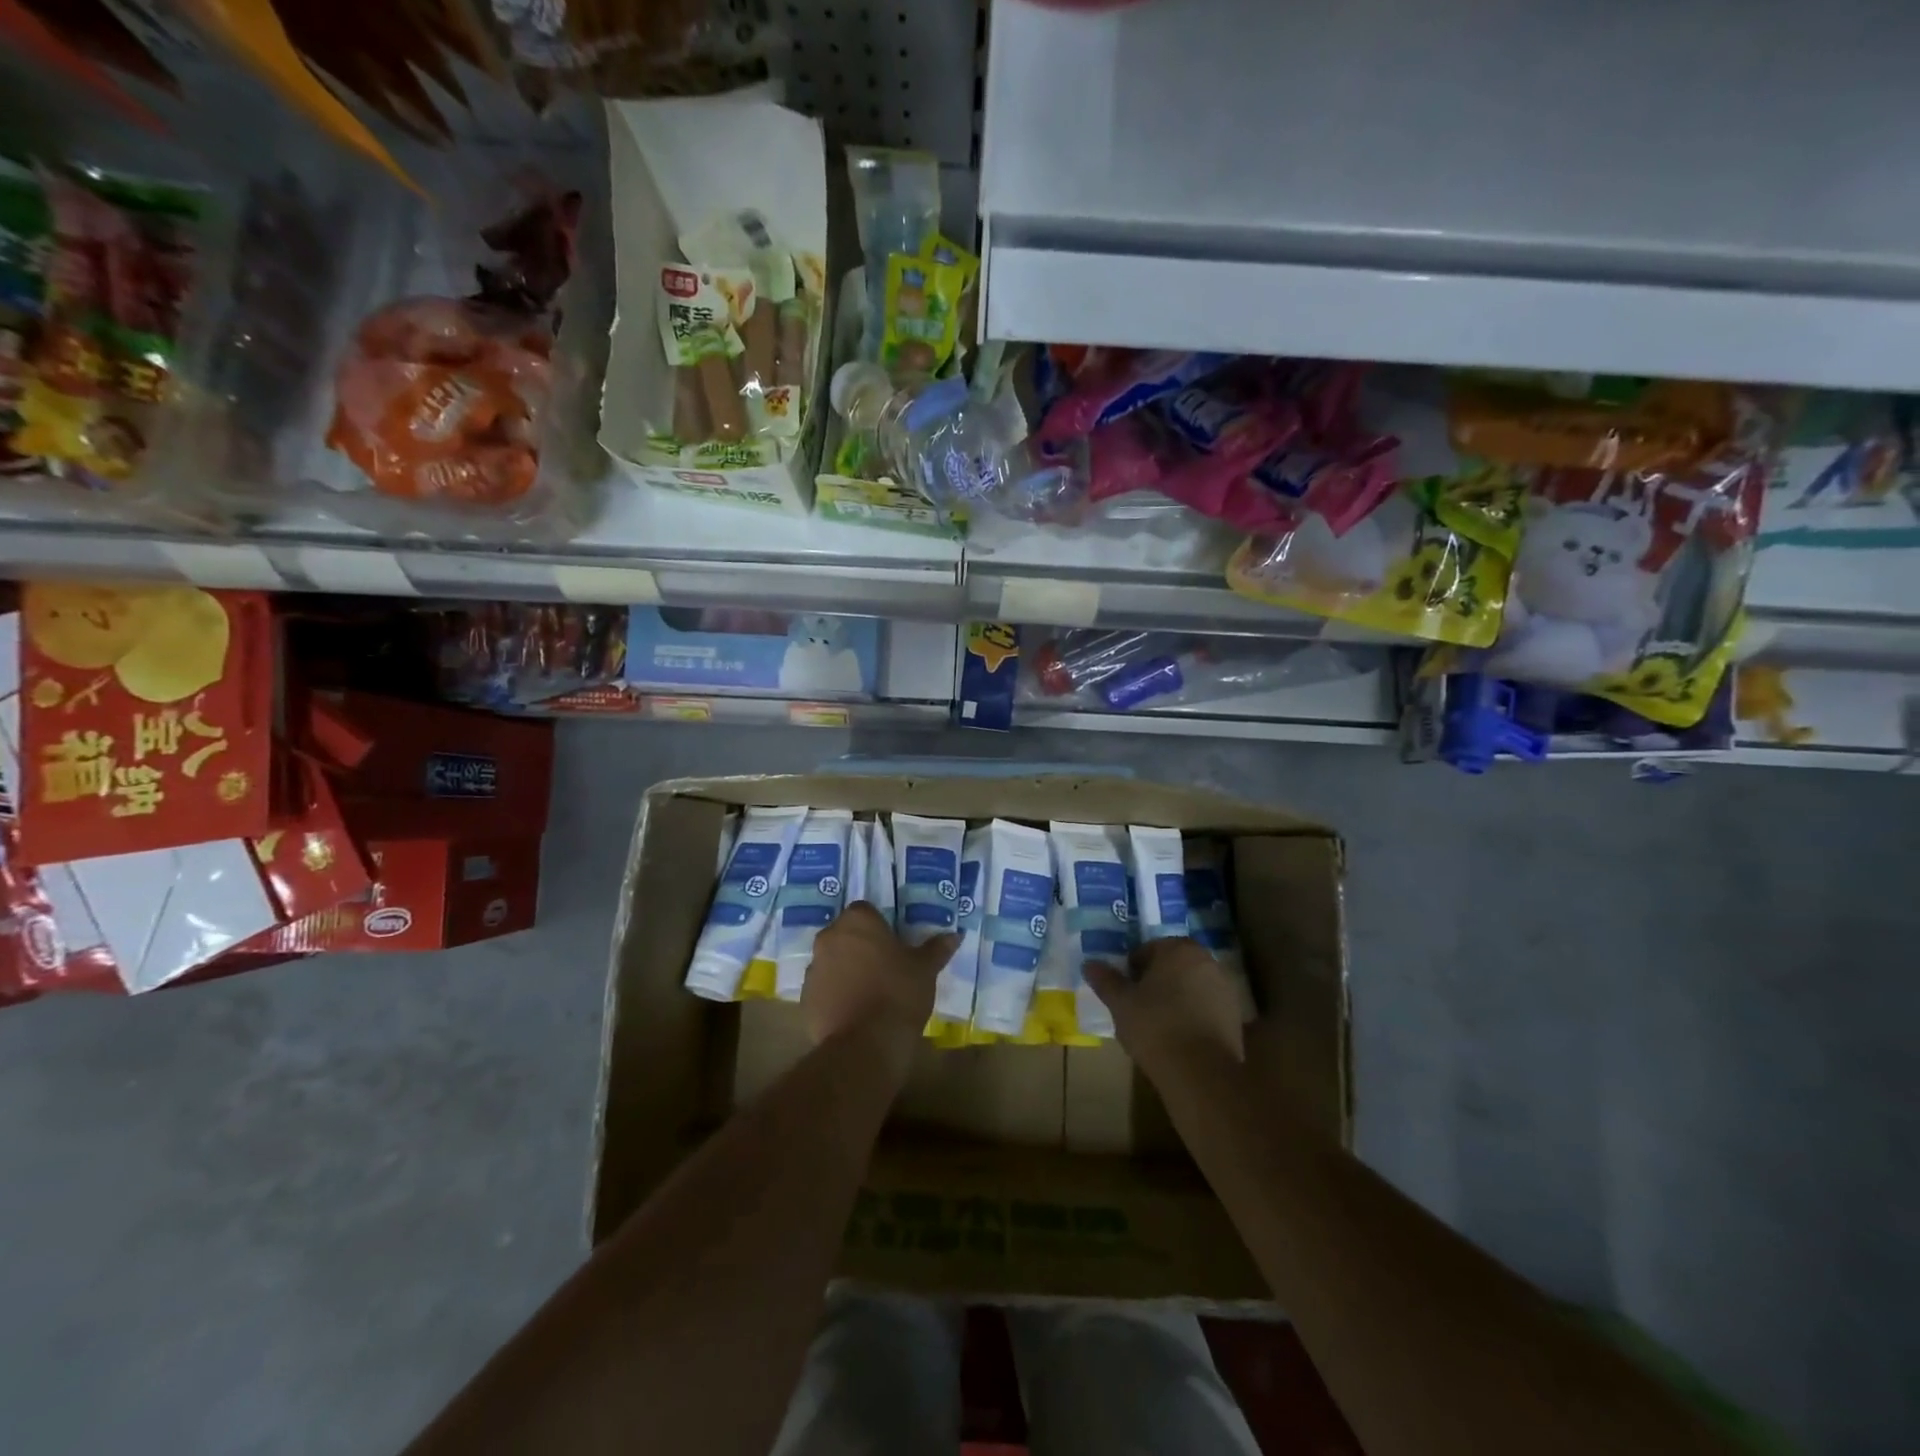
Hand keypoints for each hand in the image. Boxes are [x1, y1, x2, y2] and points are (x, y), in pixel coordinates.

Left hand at [803, 902, 957, 1079]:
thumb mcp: (925, 969)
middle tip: (884, 967)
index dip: (880, 927)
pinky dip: (835, 995)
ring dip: (846, 970)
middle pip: (845, 935)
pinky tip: (855, 1012)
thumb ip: (937, 948)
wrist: (866, 1043)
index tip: (893, 944)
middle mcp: (829, 938)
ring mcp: (813, 968)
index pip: (866, 911)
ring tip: (869, 993)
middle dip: (861, 947)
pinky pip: (823, 989)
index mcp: (857, 921)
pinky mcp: (805, 998)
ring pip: (832, 962)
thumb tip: (955, 935)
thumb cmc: (899, 993)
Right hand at [1085, 937, 1243, 1083]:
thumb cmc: (1155, 1027)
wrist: (1201, 1073)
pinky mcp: (1236, 1016)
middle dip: (1157, 981)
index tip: (1125, 991)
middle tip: (1138, 1005)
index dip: (1133, 969)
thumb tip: (1089, 964)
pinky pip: (1207, 1007)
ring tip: (1158, 1024)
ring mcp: (1226, 988)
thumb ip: (1105, 980)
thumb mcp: (1121, 1003)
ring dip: (1176, 997)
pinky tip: (1179, 1037)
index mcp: (1179, 949)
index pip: (1149, 949)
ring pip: (1191, 986)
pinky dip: (1193, 1015)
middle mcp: (1207, 961)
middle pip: (1173, 966)